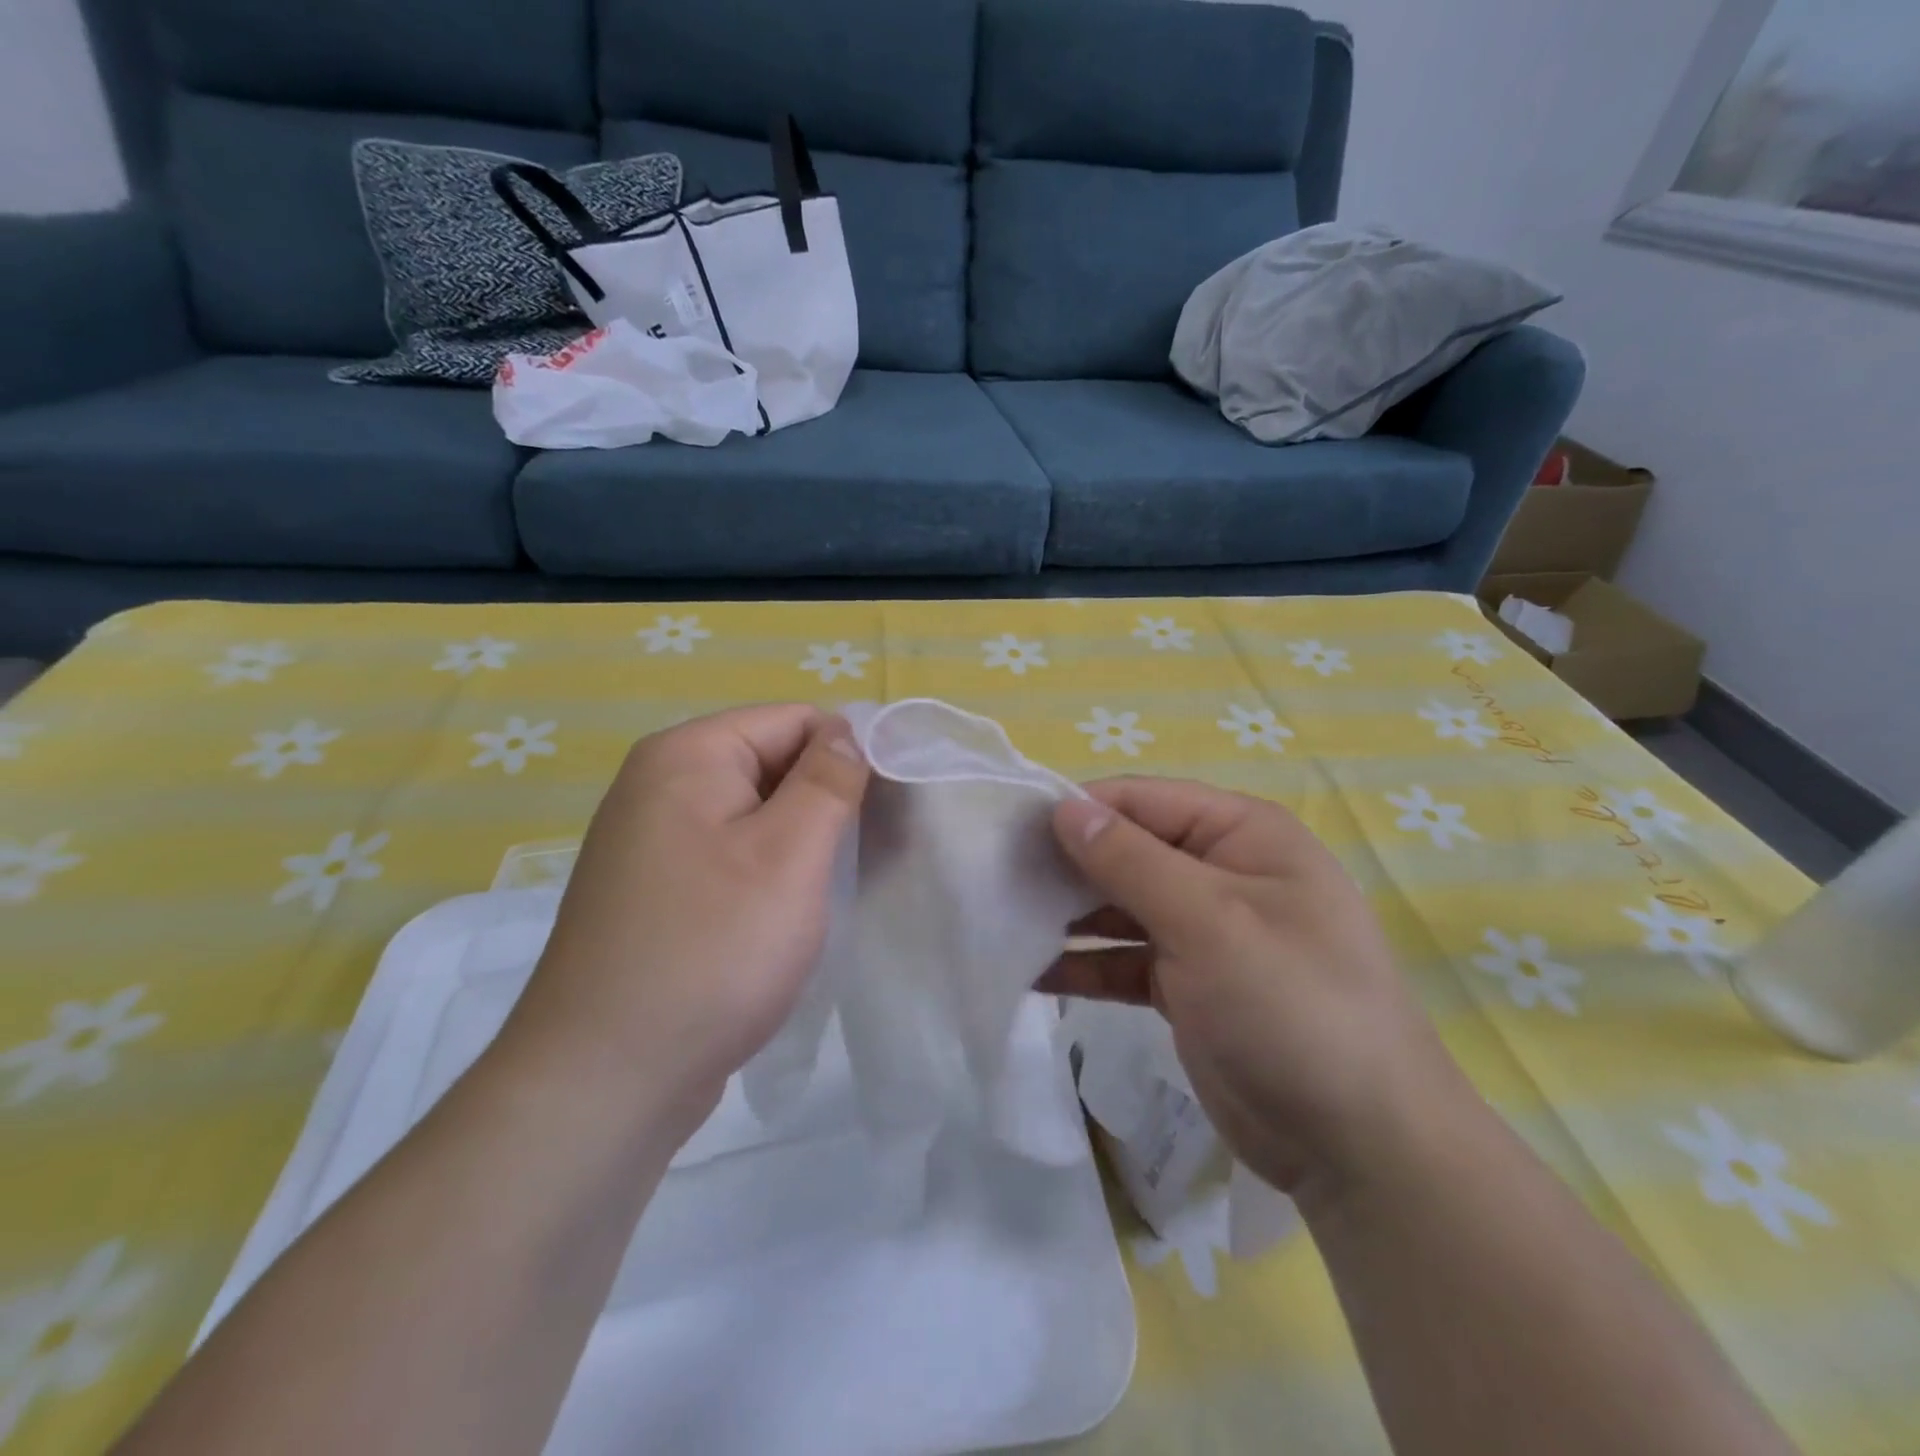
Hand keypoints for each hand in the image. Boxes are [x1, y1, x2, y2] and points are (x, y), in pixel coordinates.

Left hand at [498, 705, 868, 1143]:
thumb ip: (827, 780)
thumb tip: (846, 729)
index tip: (889, 808)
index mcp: (686, 756)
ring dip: (803, 842)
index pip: (793, 721)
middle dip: (826, 801)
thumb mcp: (788, 854)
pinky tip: (792, 914)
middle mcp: (660, 786)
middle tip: (873, 854)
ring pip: (755, 815)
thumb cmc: (711, 950)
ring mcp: (653, 842)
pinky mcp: (658, 891)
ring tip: (839, 887)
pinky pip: (731, 855)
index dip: (848, 754)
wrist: (606, 1080)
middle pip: (771, 763)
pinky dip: (770, 873)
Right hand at [1043, 777, 1474, 1199]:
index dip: (1079, 810)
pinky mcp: (1187, 985)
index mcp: (1241, 835)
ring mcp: (1204, 932)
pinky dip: (1083, 964)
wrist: (1361, 1147)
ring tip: (1000, 919)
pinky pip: (1123, 959)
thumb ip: (1131, 861)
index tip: (1010, 829)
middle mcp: (1221, 872)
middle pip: (1128, 850)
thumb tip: (1066, 808)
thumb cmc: (1293, 1007)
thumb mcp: (1209, 922)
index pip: (1143, 800)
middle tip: (995, 877)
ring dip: (1068, 914)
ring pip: (1120, 906)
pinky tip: (1030, 972)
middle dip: (1067, 864)